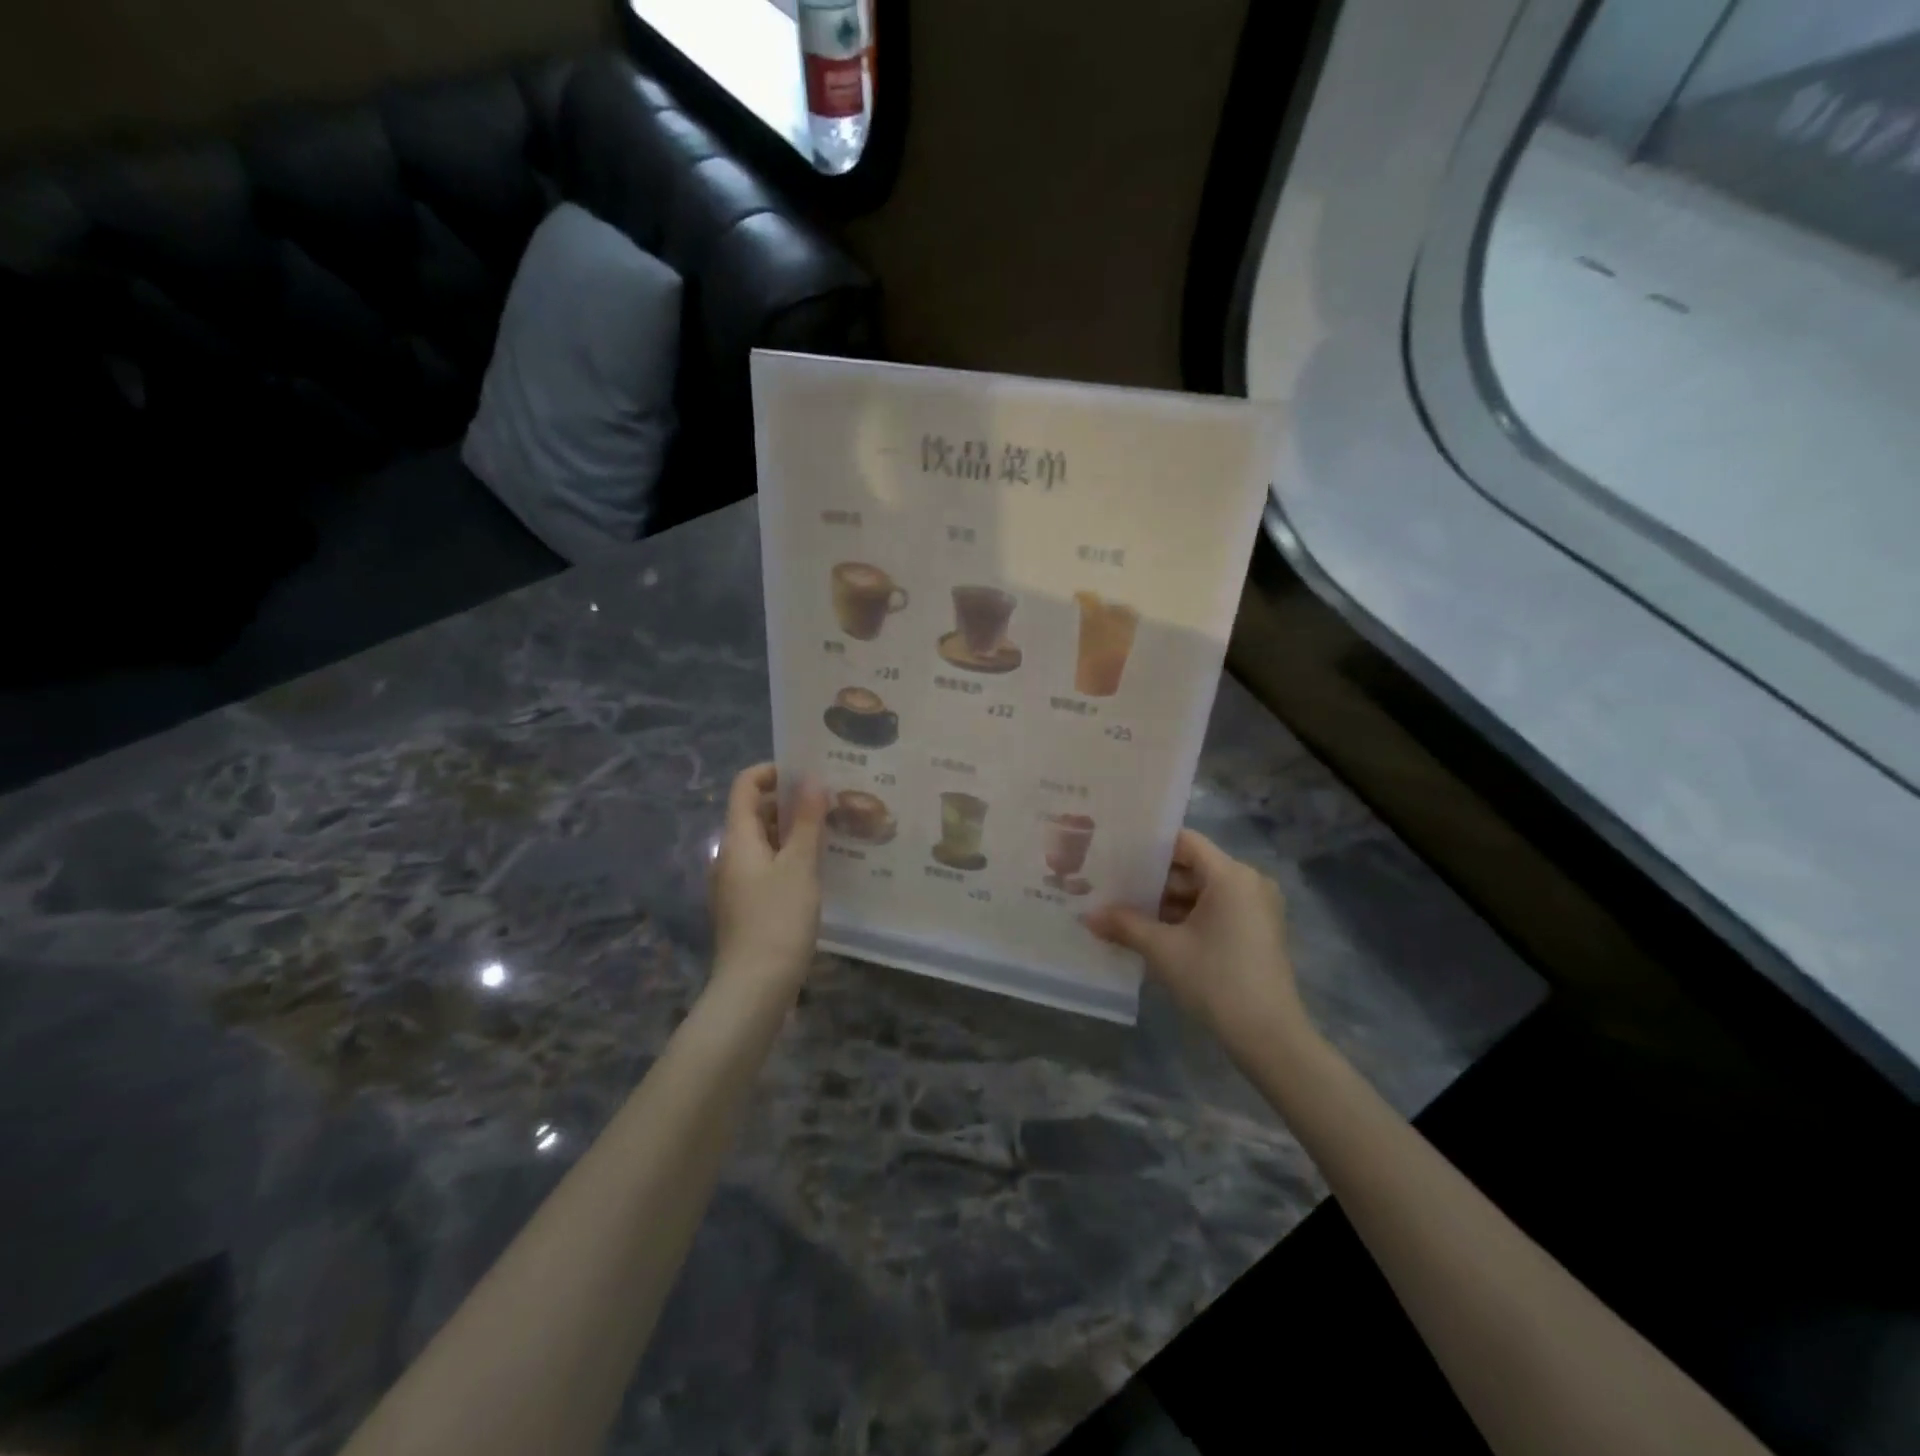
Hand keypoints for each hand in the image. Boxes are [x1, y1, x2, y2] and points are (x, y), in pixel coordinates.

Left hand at [708, 764, 827, 995]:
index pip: (745, 785)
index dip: (773, 772)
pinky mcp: (745, 906)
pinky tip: (818, 870)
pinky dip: (789, 858)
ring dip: (793, 832)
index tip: (809, 774)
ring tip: (832, 833)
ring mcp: (734, 883)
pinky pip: (766, 867)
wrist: (754, 988)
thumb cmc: (778, 919)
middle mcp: (729, 855)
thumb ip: (808, 821)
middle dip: (790, 803)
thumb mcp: (800, 866)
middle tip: (831, 803)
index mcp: (737, 838)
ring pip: (763, 842)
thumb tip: (813, 780)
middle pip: (754, 813)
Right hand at [1085, 829, 1311, 1056]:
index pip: (1184, 842)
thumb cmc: (1216, 980)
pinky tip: (1155, 930)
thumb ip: (1124, 925)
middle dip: (1154, 878)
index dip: (1149, 845)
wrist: (1270, 1037)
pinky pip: (1217, 908)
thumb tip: (1087, 916)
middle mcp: (1249, 881)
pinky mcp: (1259, 930)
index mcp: (1230, 875)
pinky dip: (1188, 915)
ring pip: (1203, 890)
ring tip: (1126, 909)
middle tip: (1113, 884)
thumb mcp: (1163, 950)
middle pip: (1193, 866)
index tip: (1116, 853)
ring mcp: (1257, 907)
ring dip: (1168, 901)